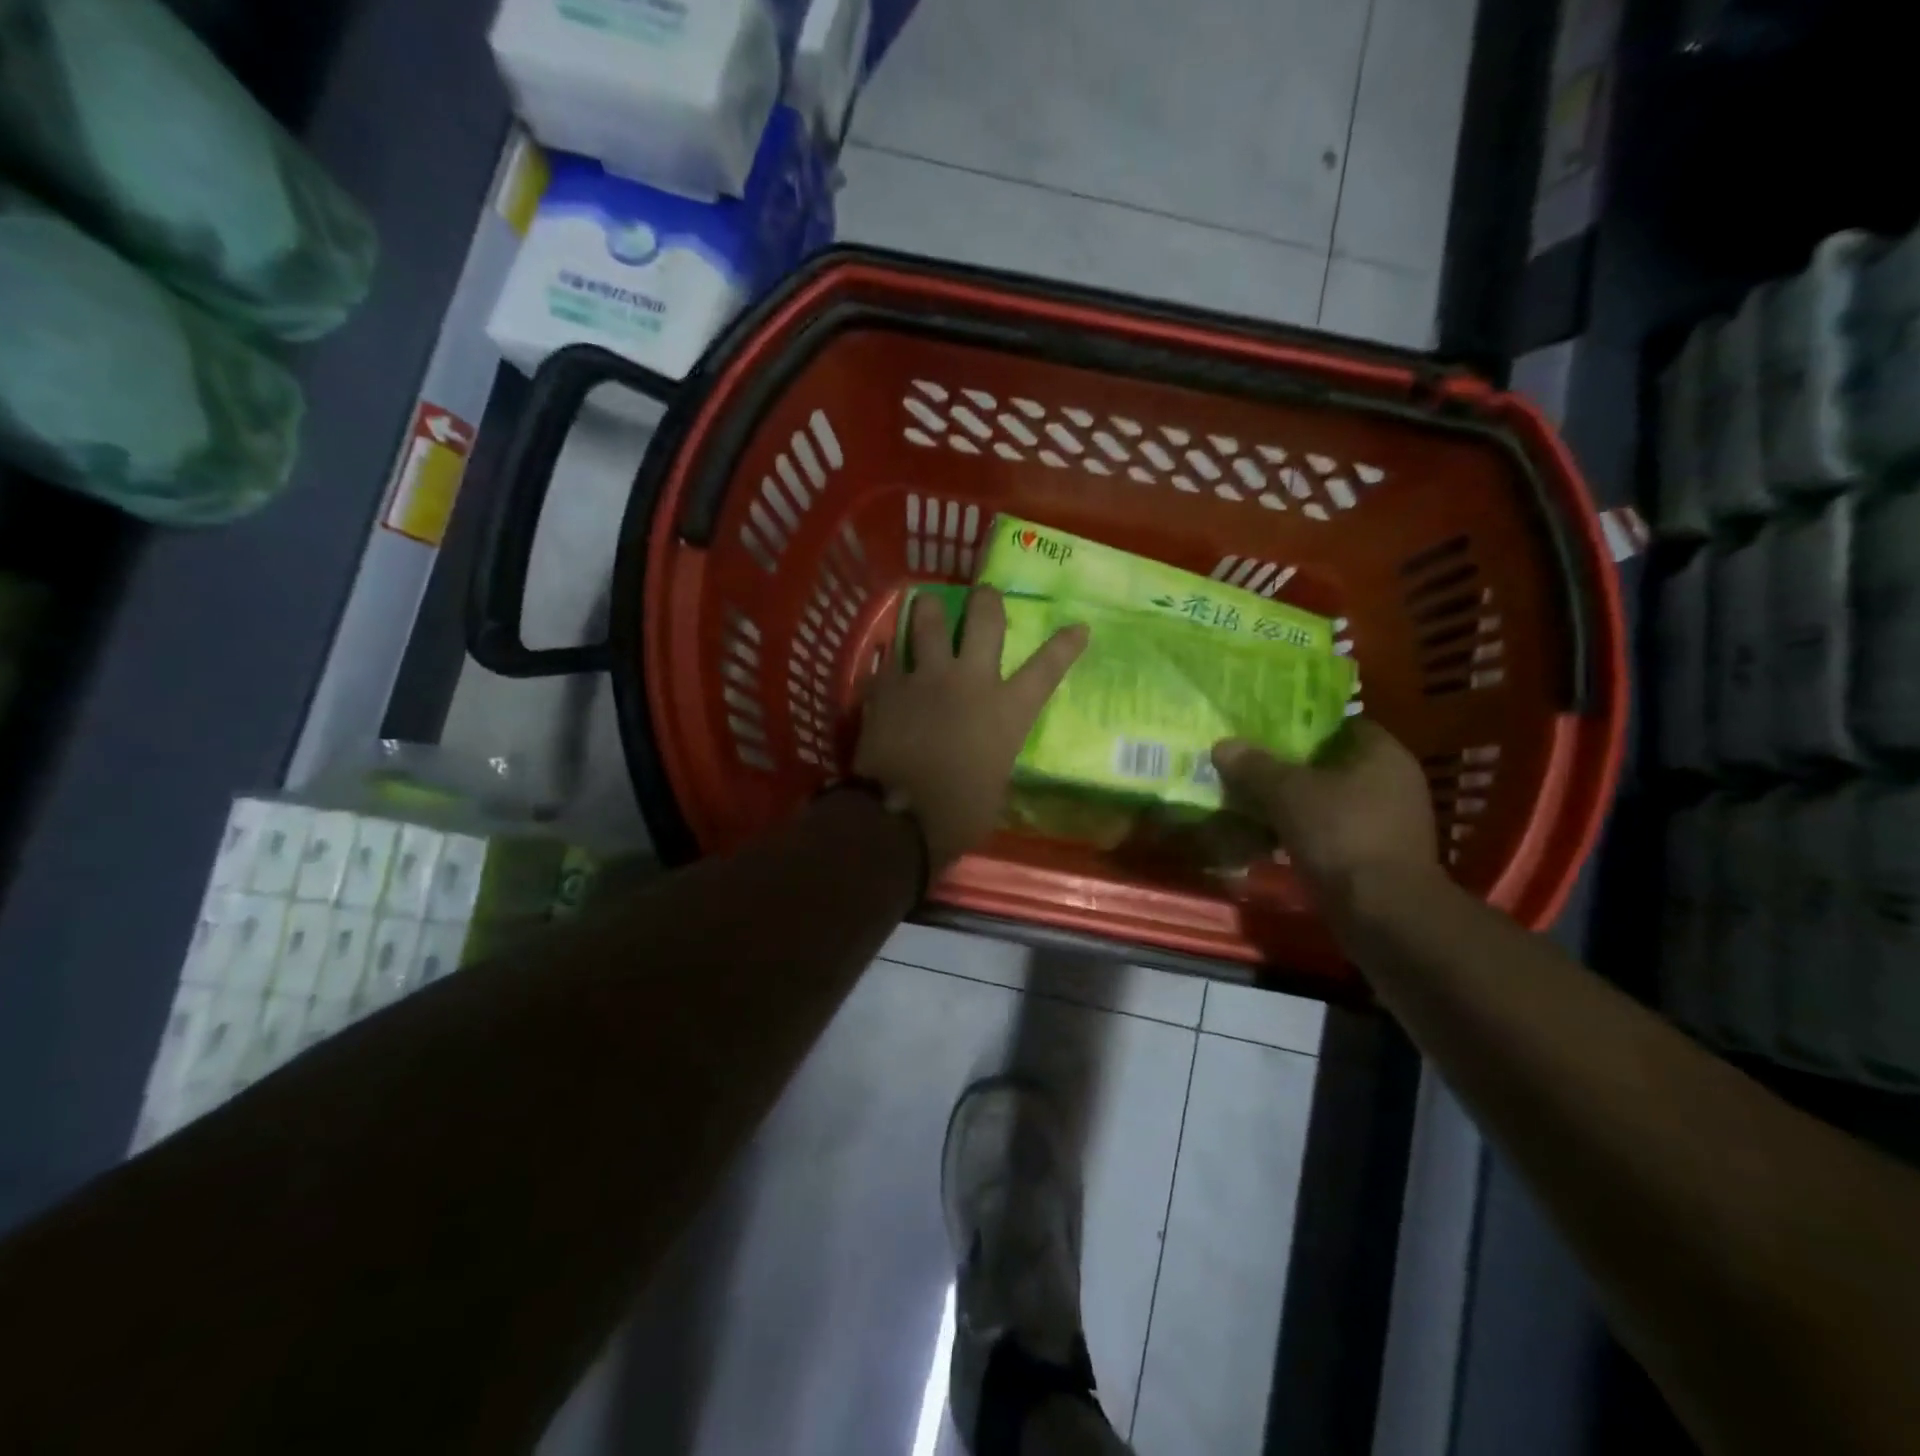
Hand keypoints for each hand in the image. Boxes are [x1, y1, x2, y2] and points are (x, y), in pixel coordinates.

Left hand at [855, 587, 1087, 871]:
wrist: (900, 819)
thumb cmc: (959, 814)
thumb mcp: (994, 782)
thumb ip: (992, 752)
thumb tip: (983, 750)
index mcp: (1007, 710)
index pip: (1046, 668)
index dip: (1065, 645)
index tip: (1077, 627)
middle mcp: (970, 680)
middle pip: (984, 618)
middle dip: (986, 600)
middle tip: (983, 595)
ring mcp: (925, 677)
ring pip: (927, 619)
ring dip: (929, 610)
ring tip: (926, 606)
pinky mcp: (887, 686)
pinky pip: (889, 660)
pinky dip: (891, 664)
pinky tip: (887, 670)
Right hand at [1211, 720, 1439, 903]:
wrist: (1383, 914)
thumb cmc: (1341, 835)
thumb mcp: (1287, 793)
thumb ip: (1254, 766)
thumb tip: (1222, 745)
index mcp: (1382, 753)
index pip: (1339, 724)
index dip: (1300, 725)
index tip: (1263, 732)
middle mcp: (1392, 782)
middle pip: (1329, 764)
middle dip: (1288, 768)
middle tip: (1247, 767)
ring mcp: (1388, 823)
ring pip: (1327, 801)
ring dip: (1292, 805)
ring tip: (1248, 803)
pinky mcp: (1376, 857)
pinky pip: (1331, 833)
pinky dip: (1302, 834)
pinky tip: (1268, 839)